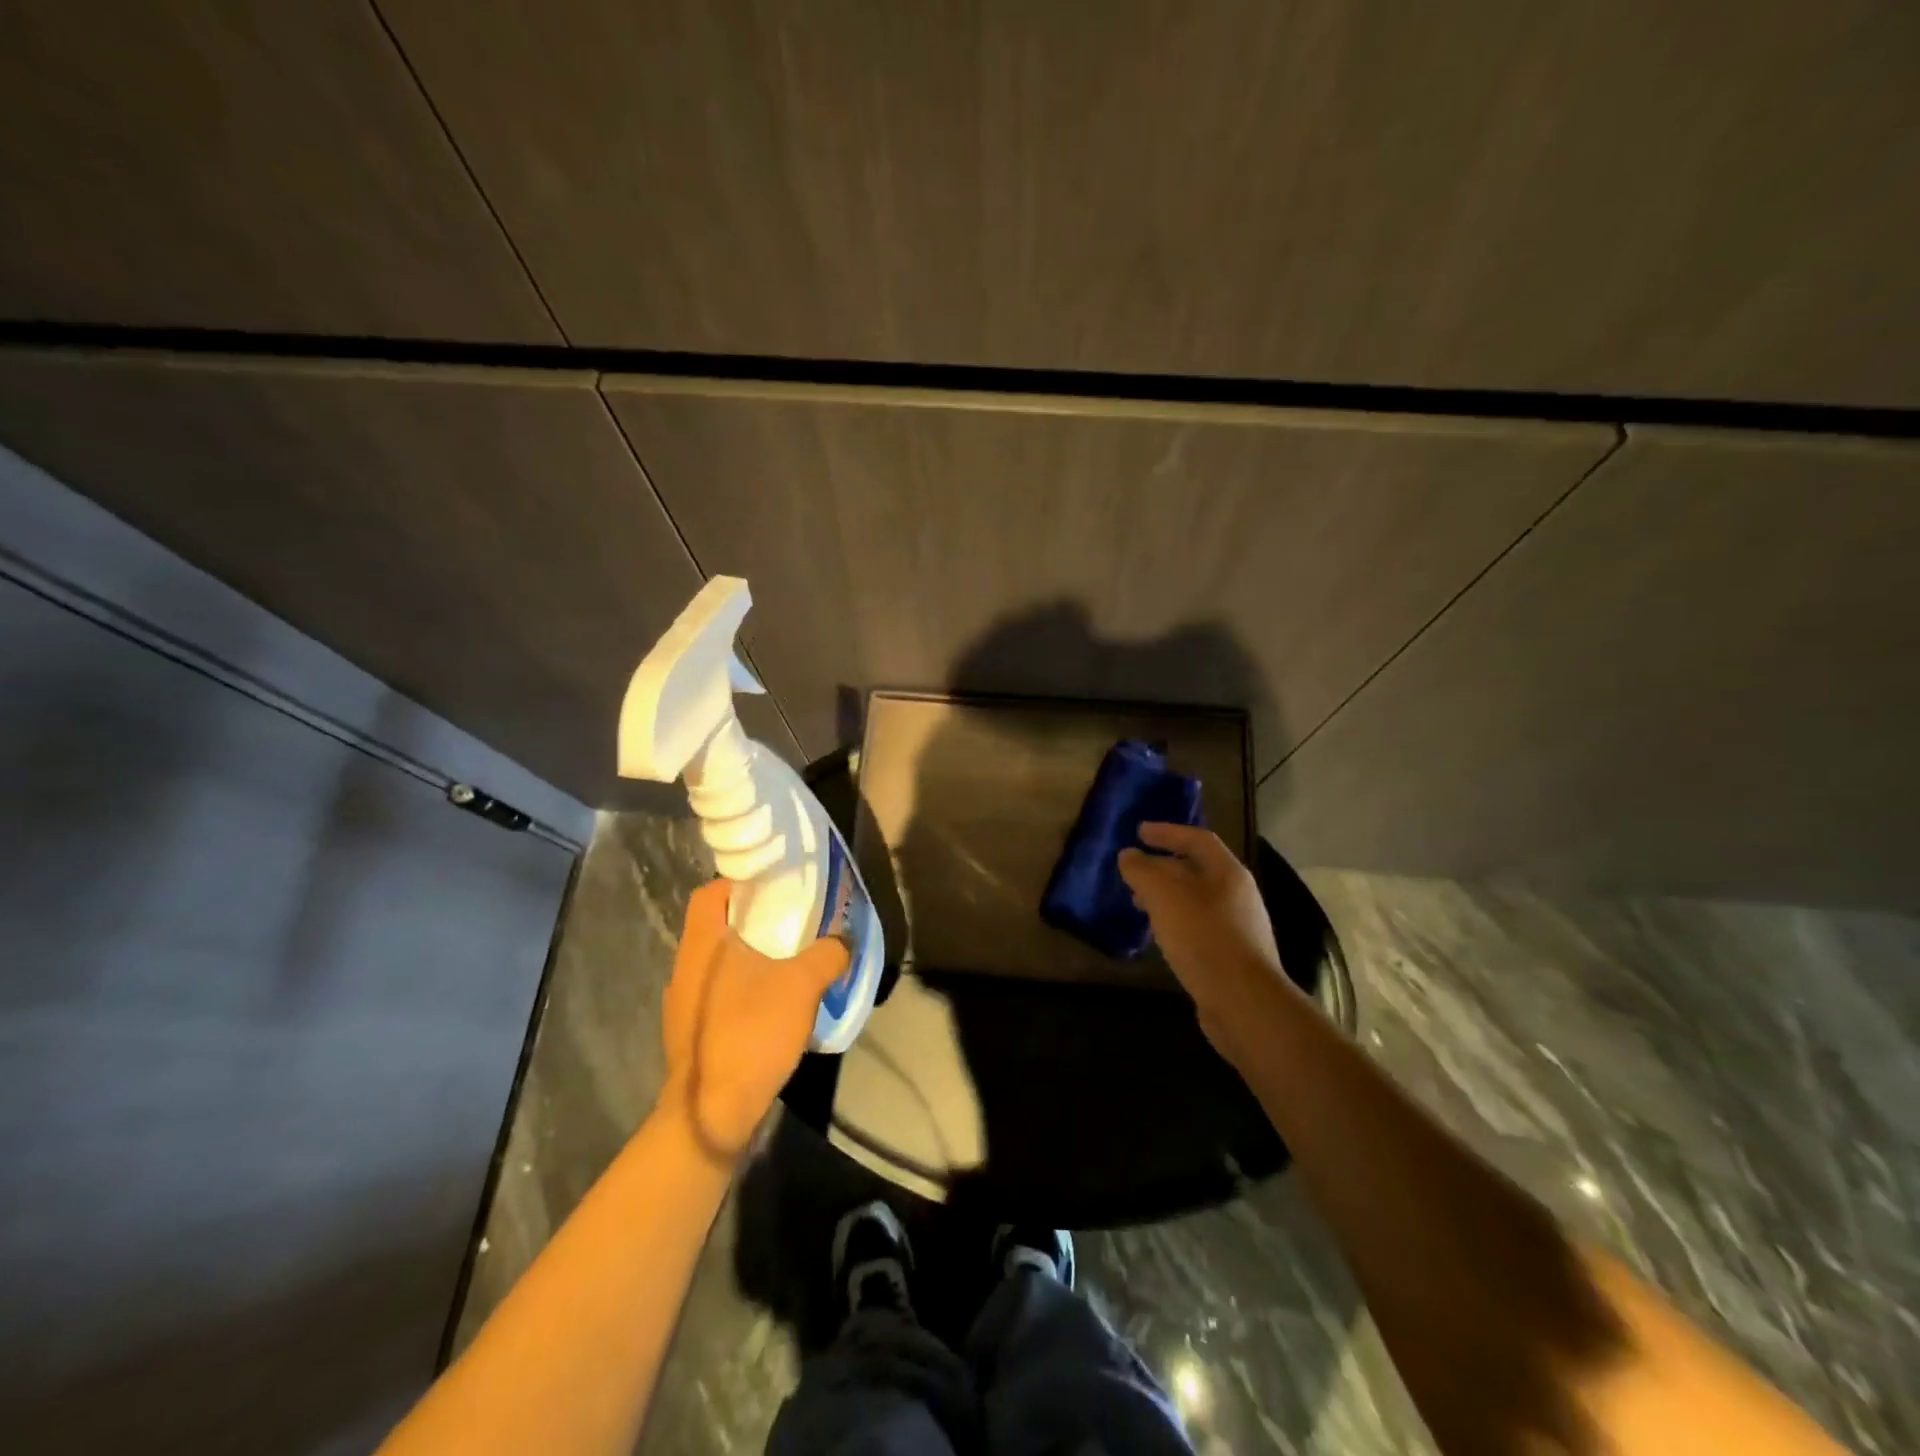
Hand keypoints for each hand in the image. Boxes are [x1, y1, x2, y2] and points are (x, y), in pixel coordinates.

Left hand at [661, 880, 849, 1161]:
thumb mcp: (802, 986)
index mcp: (703, 943)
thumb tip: (842, 941)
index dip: (740, 882)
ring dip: (752, 958)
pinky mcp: (692, 1033)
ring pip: (721, 963)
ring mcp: (684, 1003)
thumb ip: (827, 954)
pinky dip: (746, 990)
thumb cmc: (751, 1033)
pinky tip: (774, 1006)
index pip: (710, 892)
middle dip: (755, 921)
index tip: (774, 887)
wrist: (711, 1114)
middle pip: (718, 926)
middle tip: (794, 922)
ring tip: (791, 963)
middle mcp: (687, 966)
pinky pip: (720, 995)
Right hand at [1117, 822, 1288, 1067]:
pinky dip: (1175, 921)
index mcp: (1228, 873)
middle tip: (1133, 871)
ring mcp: (1238, 928)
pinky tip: (1159, 936)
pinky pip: (1199, 927)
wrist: (1243, 1002)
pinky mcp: (1232, 957)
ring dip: (1167, 897)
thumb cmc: (1203, 938)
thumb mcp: (1164, 896)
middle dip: (1163, 867)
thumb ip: (1142, 871)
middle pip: (1197, 870)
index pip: (1197, 839)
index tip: (1139, 832)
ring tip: (1139, 904)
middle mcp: (1238, 895)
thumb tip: (1128, 856)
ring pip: (1196, 901)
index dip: (1167, 832)